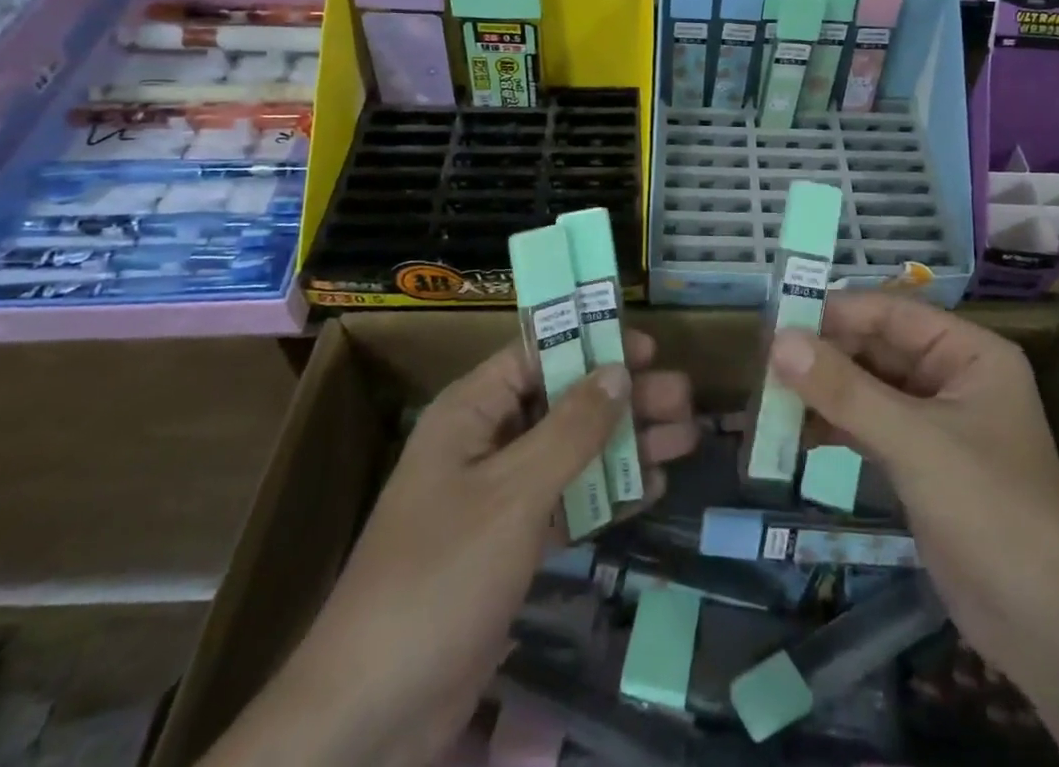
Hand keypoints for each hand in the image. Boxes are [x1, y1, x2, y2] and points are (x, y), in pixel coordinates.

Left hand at [212, 330, 695, 766]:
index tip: (650, 347)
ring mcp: (499, 497)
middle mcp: (486, 442)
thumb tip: (619, 370)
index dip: (592, 342)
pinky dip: (609, 493)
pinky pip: (570, 502)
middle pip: (565, 402)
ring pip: (574, 452)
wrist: (372, 715)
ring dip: (627, 444)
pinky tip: (655, 487)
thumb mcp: (513, 494)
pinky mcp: (512, 546)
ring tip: (686, 437)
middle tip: (684, 397)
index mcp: (472, 412)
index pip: (538, 353)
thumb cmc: (440, 577)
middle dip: (624, 398)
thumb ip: (571, 429)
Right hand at [768, 294, 1058, 690]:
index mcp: (967, 352)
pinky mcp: (919, 463)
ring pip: (867, 388)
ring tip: (768, 400)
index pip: (890, 312)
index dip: (834, 313)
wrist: (1049, 628)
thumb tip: (778, 341)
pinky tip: (795, 437)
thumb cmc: (991, 510)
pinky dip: (834, 427)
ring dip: (822, 393)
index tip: (776, 321)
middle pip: (875, 348)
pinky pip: (868, 427)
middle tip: (762, 364)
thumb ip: (845, 390)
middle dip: (822, 357)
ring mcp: (935, 421)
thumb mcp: (915, 442)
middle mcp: (951, 376)